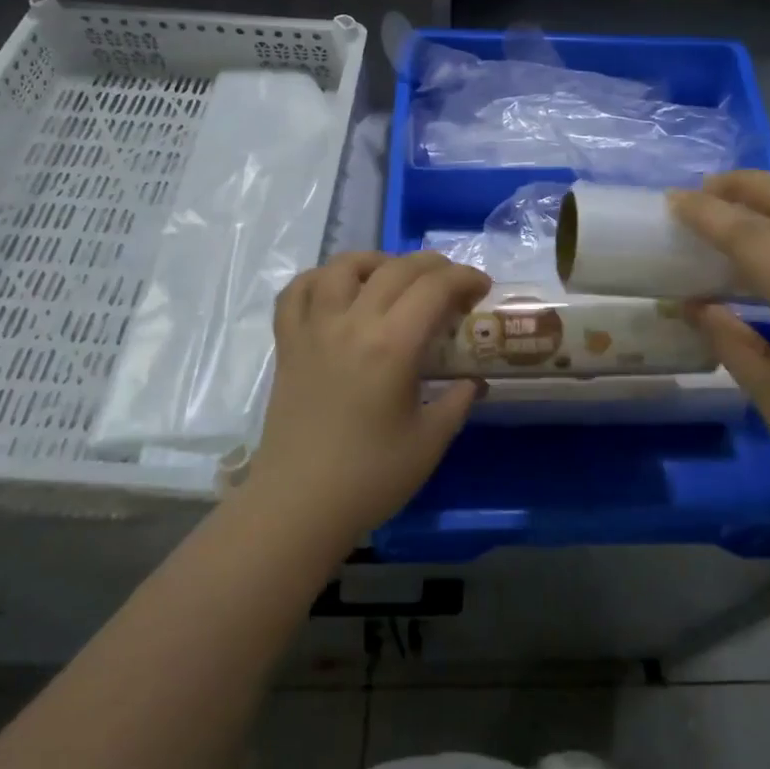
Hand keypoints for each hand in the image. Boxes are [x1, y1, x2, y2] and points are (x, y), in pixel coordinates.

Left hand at [248, 251, 492, 542]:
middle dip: (433, 266)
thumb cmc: (369, 479)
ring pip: (342, 267)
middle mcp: (351, 324)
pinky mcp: (288, 344)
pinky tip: (337, 290)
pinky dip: (320, 279)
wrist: (297, 506)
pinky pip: (297, 292)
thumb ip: (458, 402)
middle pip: (395, 269)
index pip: (434, 288)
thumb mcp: (429, 442)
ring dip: (376, 261)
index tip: (481, 288)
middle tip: (452, 283)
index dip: (464, 278)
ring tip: (394, 276)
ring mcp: (313, 330)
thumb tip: (475, 381)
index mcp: (391, 347)